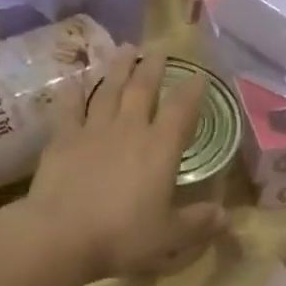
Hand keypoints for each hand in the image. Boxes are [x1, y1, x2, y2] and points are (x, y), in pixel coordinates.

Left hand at [26, 48, 228, 281]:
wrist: (60, 236)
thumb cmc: (122, 237)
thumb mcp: (169, 236)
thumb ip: (197, 222)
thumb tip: (226, 216)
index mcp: (160, 149)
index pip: (181, 111)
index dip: (192, 91)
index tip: (199, 75)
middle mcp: (129, 130)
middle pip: (142, 90)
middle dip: (153, 68)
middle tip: (158, 48)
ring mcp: (93, 131)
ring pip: (108, 90)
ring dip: (118, 68)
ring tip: (125, 49)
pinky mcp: (62, 140)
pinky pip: (69, 109)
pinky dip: (73, 92)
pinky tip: (74, 79)